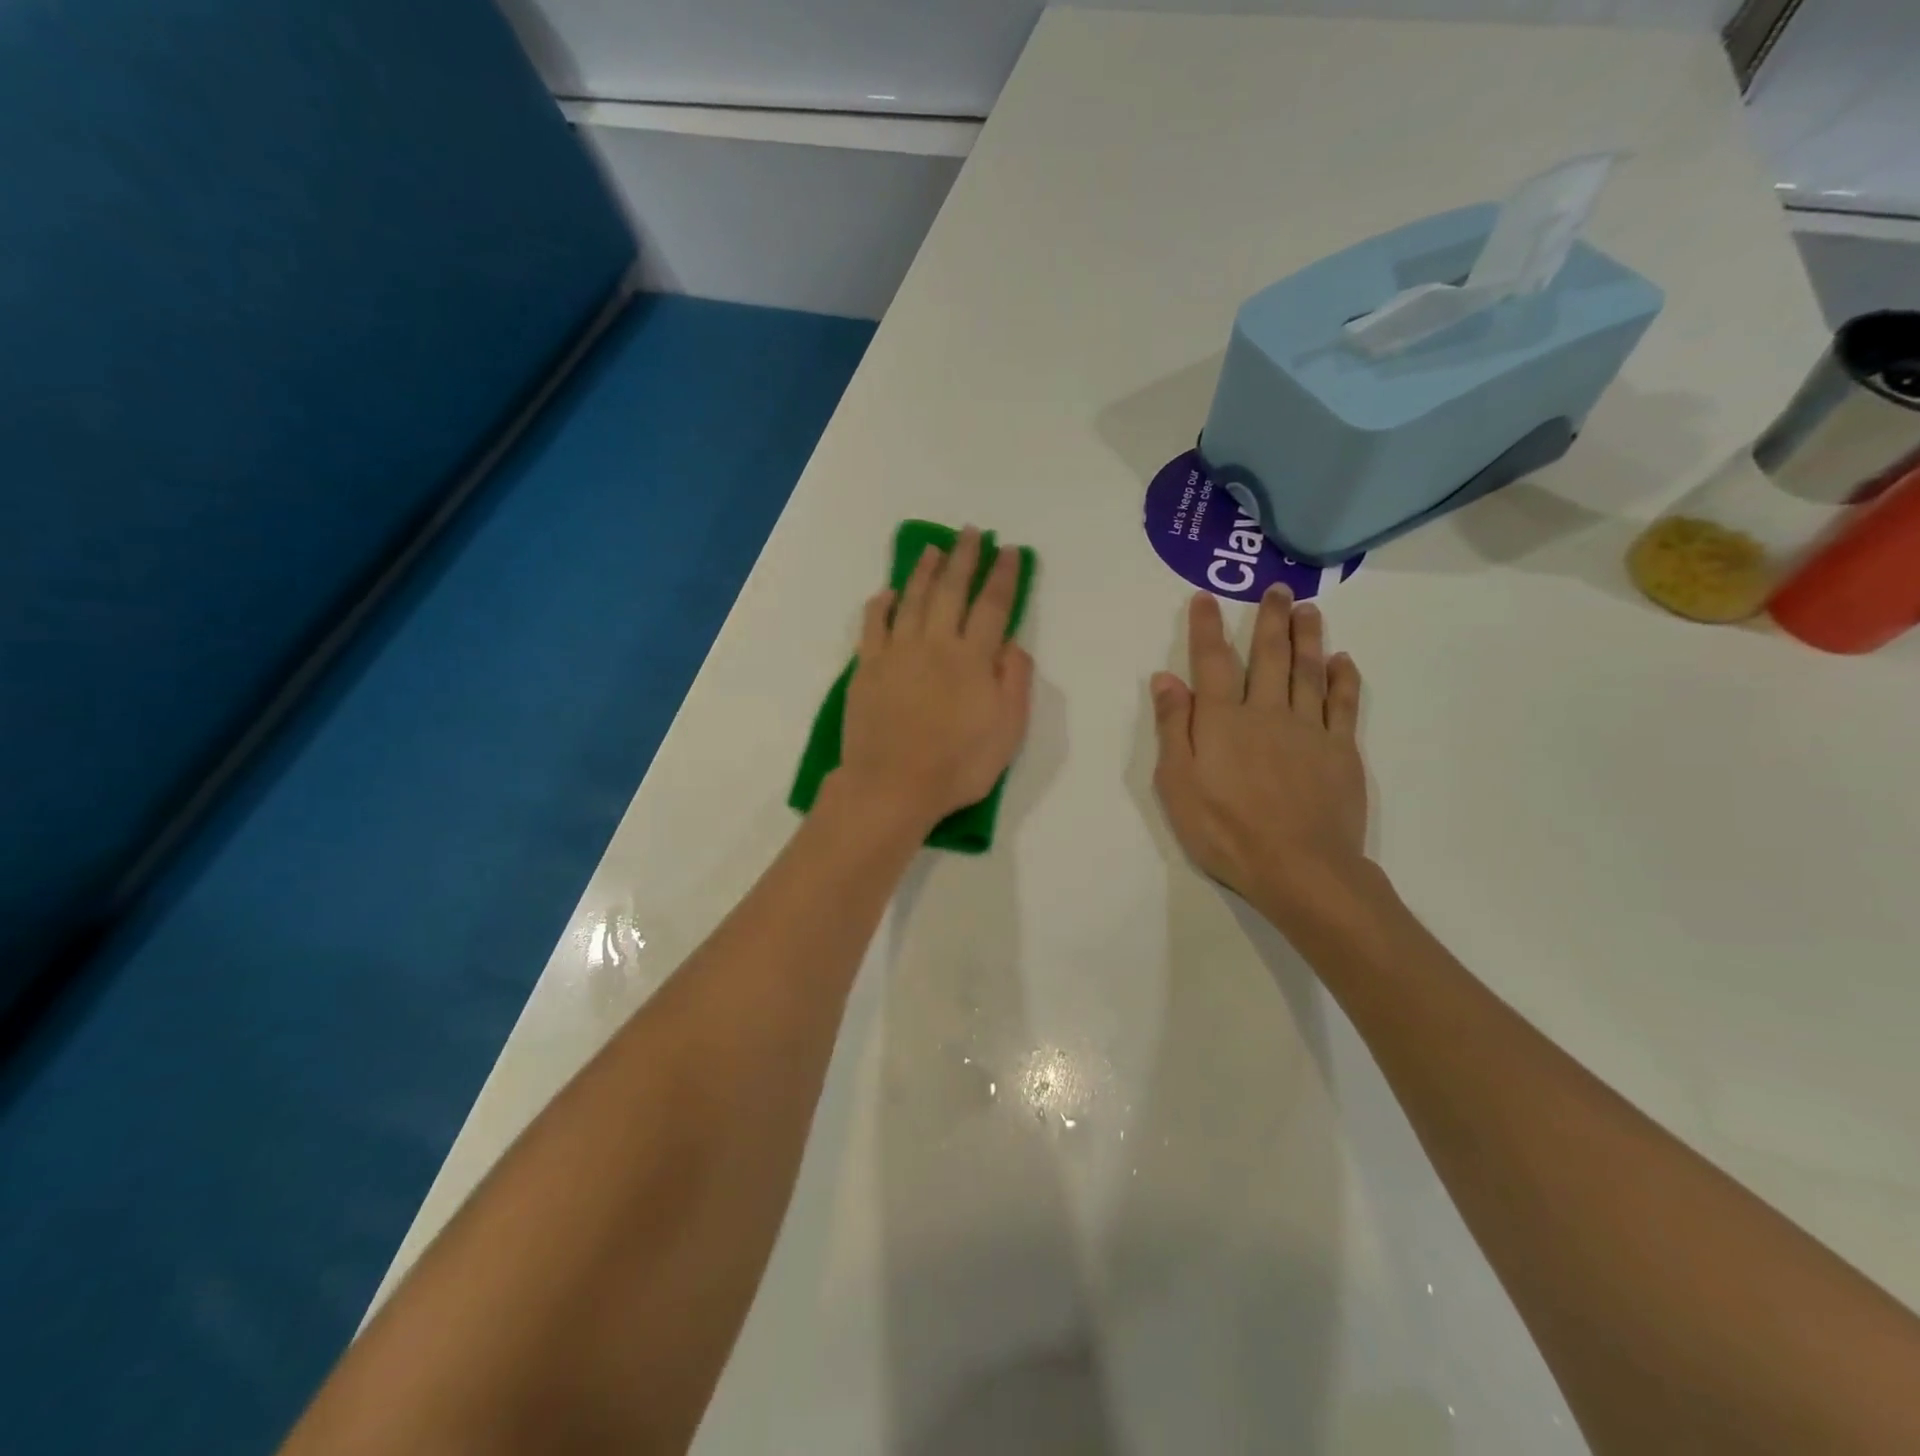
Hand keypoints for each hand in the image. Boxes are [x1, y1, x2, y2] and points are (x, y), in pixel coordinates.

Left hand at [837, 527, 1033, 832]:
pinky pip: (873, 626)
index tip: (1008, 551)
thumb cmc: (958, 765)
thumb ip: (1014, 682)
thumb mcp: (1008, 731)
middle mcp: (935, 644)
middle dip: (964, 558)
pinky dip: (880, 605)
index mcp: (973, 658)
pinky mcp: (867, 668)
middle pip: (951, 591)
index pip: (992, 606)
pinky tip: (886, 593)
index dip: (1002, 576)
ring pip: (911, 600)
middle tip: (970, 533)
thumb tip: (1011, 644)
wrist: (892, 786)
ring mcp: (897, 653)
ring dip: (924, 571)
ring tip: (933, 549)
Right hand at [1151, 588, 1369, 920]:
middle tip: (1277, 588)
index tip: (1207, 598)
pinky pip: (1343, 704)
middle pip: (1269, 656)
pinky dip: (1344, 679)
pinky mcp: (1340, 750)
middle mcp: (1266, 712)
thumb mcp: (1177, 784)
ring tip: (1309, 609)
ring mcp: (1308, 729)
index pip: (1212, 663)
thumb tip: (1166, 679)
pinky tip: (1343, 661)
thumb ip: (1173, 728)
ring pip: (1308, 671)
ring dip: (1308, 637)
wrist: (1298, 867)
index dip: (1208, 628)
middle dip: (1270, 620)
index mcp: (1222, 721)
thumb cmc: (1224, 830)